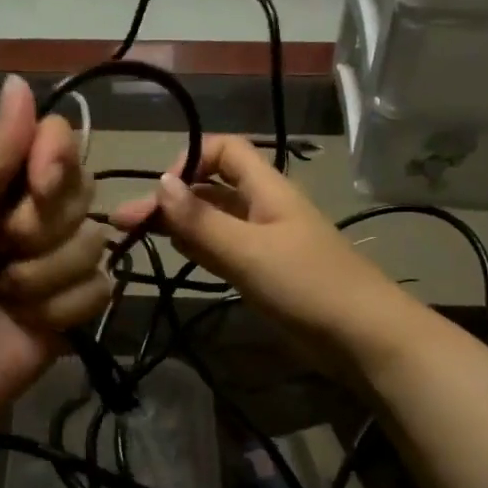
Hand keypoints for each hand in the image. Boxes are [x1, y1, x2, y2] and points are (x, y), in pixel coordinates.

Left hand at [0, 74, 111, 437]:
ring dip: (44, 276)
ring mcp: (57, 259)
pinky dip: (61, 307)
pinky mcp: (75, 303)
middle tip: (0, 251)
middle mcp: (33, 211)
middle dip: (41, 228)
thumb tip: (20, 80)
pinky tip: (29, 321)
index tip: (39, 186)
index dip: (57, 159)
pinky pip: (101, 287)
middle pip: (83, 190)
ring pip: (94, 243)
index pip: (57, 139)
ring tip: (5, 295)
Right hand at [112, 134, 417, 370]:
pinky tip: (178, 255)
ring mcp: (264, 241)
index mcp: (266, 189)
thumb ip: (202, 221)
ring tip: (139, 237)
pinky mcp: (264, 272)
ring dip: (180, 224)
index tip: (161, 191)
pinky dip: (199, 247)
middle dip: (170, 199)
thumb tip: (159, 184)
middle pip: (211, 187)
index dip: (190, 158)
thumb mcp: (249, 251)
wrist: (362, 337)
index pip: (224, 150)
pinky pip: (224, 249)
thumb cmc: (307, 285)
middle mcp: (263, 208)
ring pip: (214, 220)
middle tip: (124, 223)